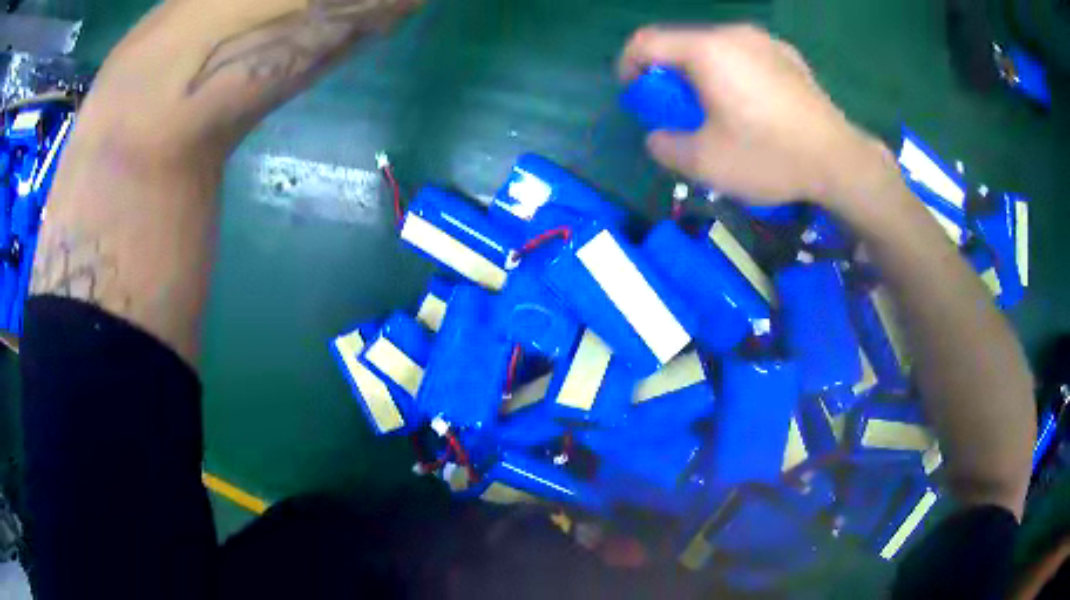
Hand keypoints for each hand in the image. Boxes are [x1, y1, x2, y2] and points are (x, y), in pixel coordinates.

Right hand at [618, 24, 886, 205]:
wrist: (840, 161)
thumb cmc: (770, 156)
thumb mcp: (706, 163)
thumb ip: (665, 146)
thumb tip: (658, 137)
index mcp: (706, 50)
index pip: (646, 41)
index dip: (628, 66)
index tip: (636, 96)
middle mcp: (734, 34)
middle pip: (682, 43)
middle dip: (668, 74)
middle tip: (678, 109)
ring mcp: (766, 41)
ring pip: (715, 48)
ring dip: (702, 74)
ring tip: (717, 108)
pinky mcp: (789, 56)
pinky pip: (746, 55)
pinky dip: (733, 73)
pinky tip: (751, 105)